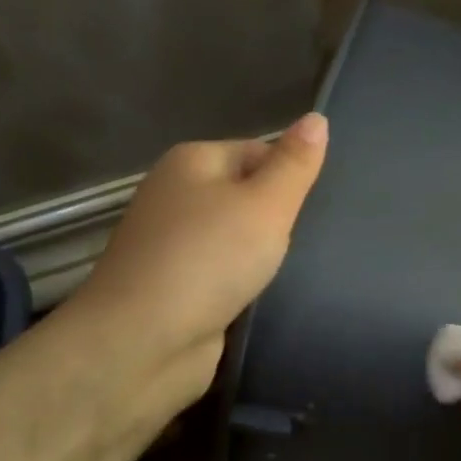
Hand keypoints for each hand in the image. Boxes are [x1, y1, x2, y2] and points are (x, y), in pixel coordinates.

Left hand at [66, 113, 327, 405]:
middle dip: (277, 219)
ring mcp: (171, 243)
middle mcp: (175, 195)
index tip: (309, 212)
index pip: (260, 152)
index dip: (290, 179)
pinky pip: (222, 272)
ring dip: (261, 254)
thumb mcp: (266, 203)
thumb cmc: (209, 259)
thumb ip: (295, 163)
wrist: (143, 342)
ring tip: (287, 271)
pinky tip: (261, 296)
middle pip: (247, 194)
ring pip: (236, 237)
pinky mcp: (174, 286)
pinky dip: (241, 282)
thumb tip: (317, 118)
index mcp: (193, 161)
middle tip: (303, 244)